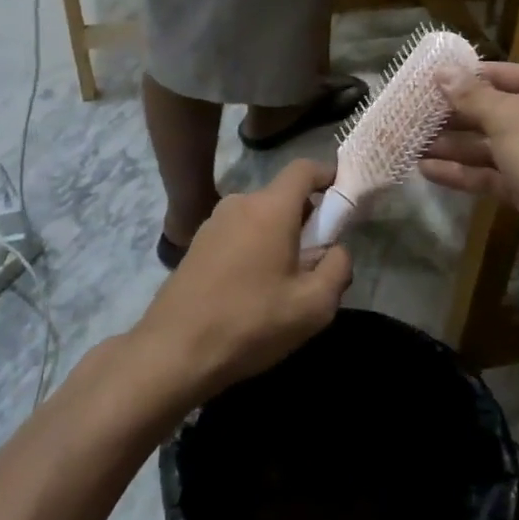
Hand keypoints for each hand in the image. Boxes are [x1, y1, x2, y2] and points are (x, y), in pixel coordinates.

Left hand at [131, 158, 352, 403]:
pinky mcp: (197, 245)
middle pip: (283, 197)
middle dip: (307, 219)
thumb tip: (337, 250)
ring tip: (284, 283)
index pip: (304, 168)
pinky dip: (254, 249)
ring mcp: (213, 223)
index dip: (328, 175)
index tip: (344, 198)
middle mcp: (240, 204)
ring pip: (260, 218)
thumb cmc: (251, 323)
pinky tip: (252, 290)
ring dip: (279, 237)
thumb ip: (338, 268)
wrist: (174, 351)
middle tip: (317, 261)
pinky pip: (238, 234)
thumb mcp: (313, 305)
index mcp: (270, 208)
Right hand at [420, 61, 518, 280]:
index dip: (480, 75)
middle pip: (500, 112)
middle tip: (418, 112)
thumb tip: (443, 72)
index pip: (517, 75)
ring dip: (455, 145)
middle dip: (459, 114)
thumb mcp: (511, 120)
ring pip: (492, 147)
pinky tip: (427, 171)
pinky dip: (463, 173)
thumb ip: (475, 97)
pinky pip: (492, 177)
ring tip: (414, 143)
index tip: (442, 76)